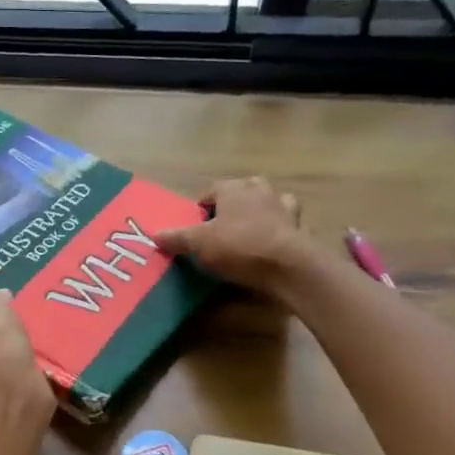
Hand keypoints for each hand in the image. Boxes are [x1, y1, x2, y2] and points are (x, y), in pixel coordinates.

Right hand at [154, 177, 309, 291]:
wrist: (286, 265)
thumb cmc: (238, 247)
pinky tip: (271, 242)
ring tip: (248, 233)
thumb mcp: (199, 244)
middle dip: (231, 207)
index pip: (211, 192)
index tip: (196, 229)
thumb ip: (177, 238)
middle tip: (220, 230)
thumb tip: (155, 235)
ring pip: (267, 202)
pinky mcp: (299, 224)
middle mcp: (259, 189)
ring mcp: (282, 205)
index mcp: (233, 188)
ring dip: (258, 213)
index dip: (201, 210)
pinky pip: (286, 221)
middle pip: (240, 193)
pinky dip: (279, 227)